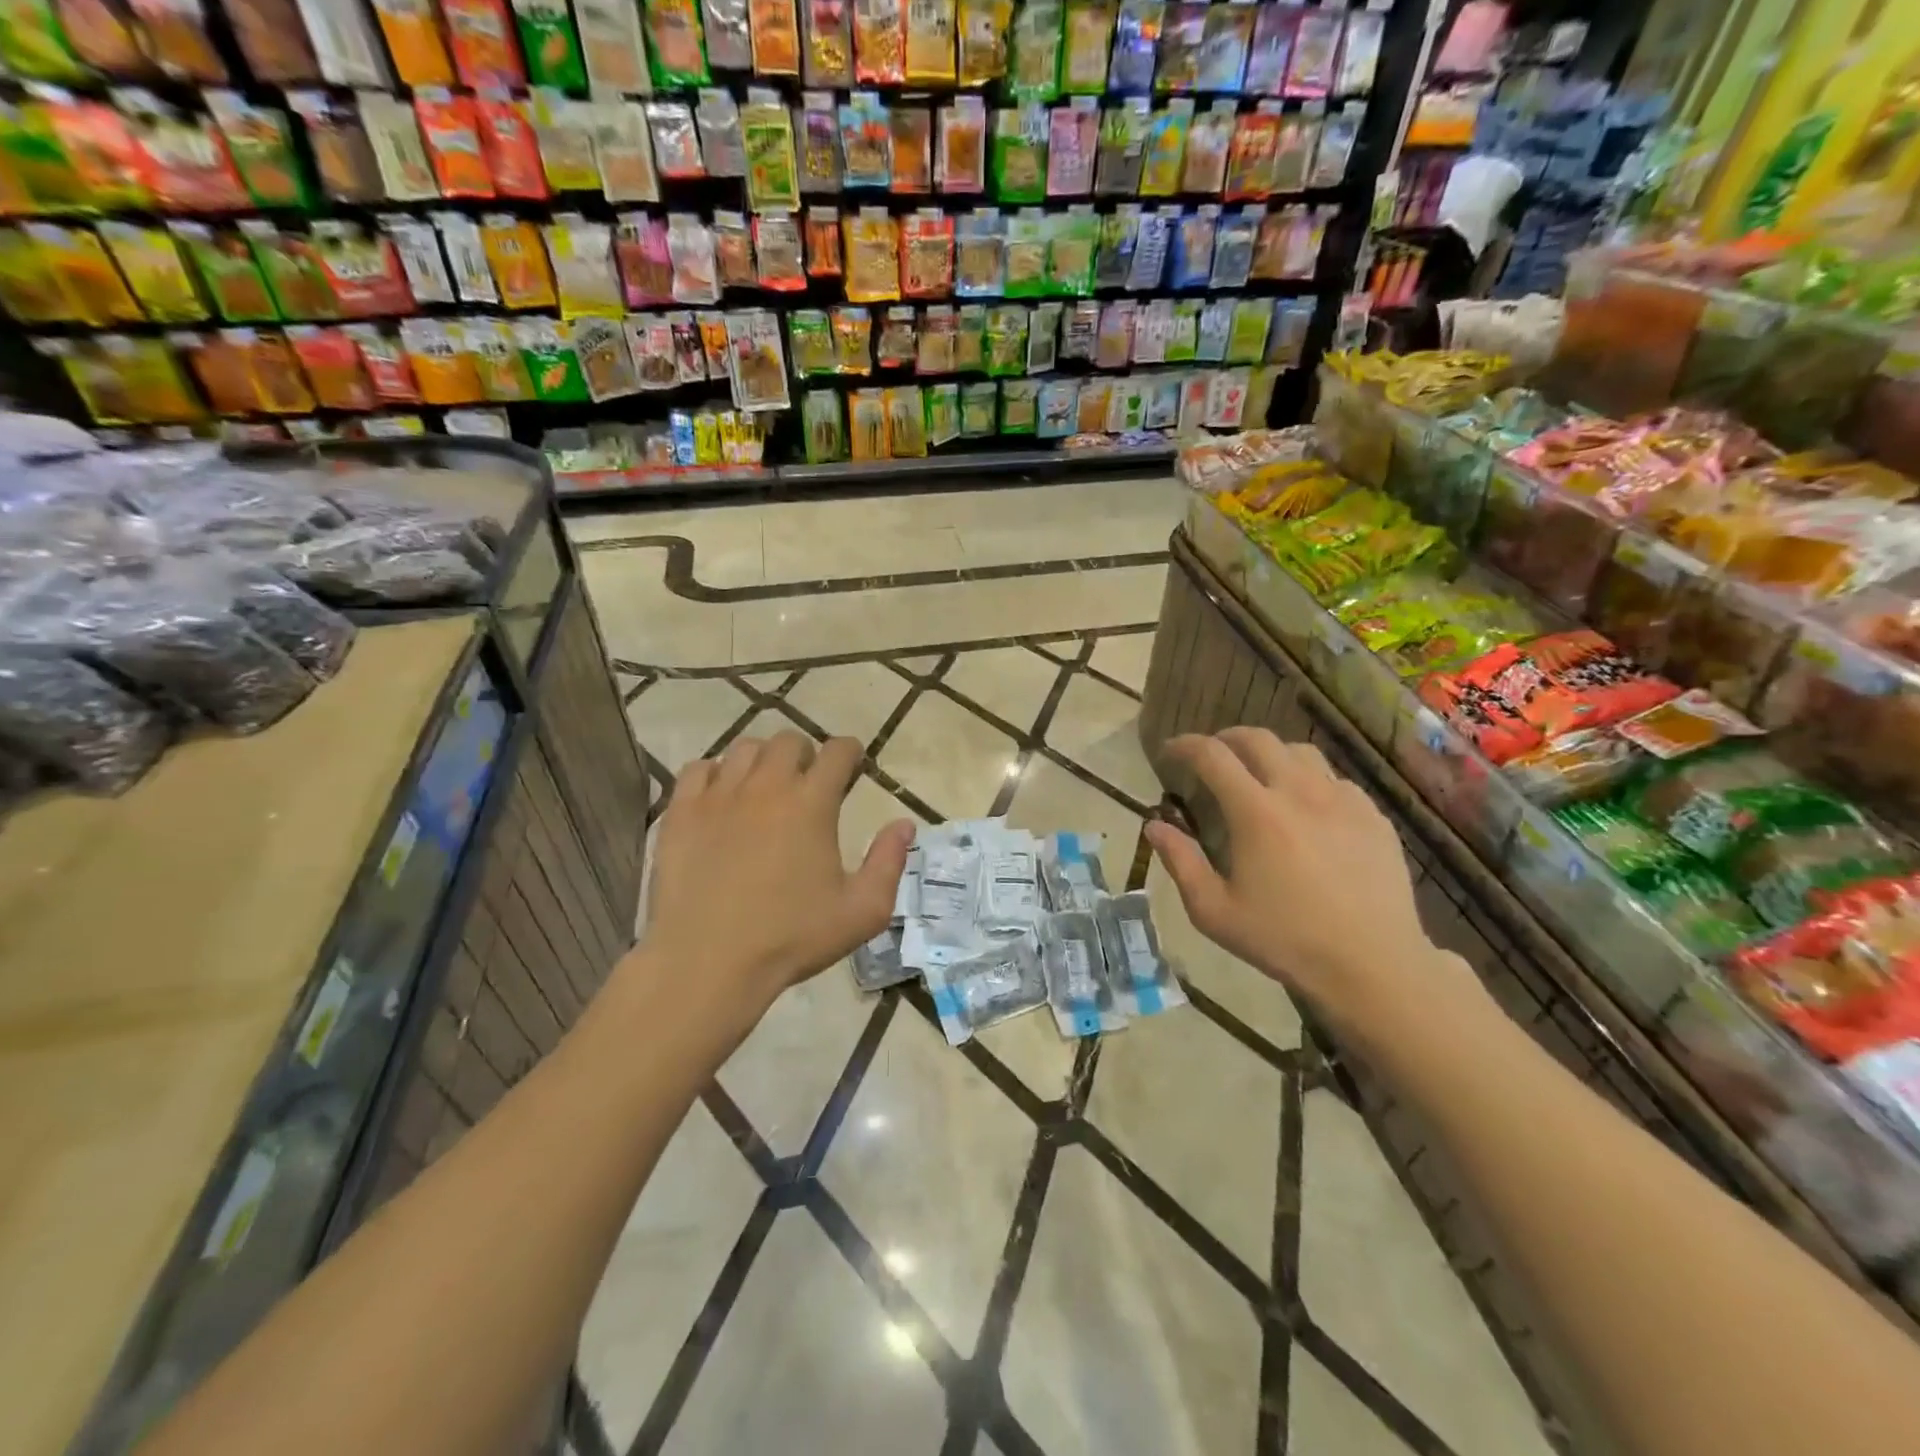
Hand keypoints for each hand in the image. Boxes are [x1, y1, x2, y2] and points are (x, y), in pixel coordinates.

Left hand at [641, 732, 914, 1013]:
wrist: (707, 962)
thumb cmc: (791, 938)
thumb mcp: (862, 911)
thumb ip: (889, 862)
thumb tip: (904, 824)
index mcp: (812, 803)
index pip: (837, 751)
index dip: (850, 753)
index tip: (852, 767)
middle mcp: (766, 786)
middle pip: (789, 740)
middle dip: (806, 754)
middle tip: (808, 782)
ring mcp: (718, 795)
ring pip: (744, 749)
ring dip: (762, 760)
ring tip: (764, 788)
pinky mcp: (681, 812)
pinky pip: (698, 769)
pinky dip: (715, 774)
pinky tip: (721, 799)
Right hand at [1145, 728, 1480, 1040]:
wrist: (1372, 966)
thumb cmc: (1283, 940)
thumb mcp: (1214, 911)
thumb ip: (1180, 862)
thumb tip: (1154, 825)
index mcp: (1256, 813)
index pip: (1212, 756)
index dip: (1185, 745)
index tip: (1169, 751)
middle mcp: (1299, 793)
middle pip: (1258, 739)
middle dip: (1226, 738)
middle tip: (1211, 755)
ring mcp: (1342, 801)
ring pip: (1301, 752)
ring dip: (1270, 754)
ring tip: (1259, 774)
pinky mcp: (1373, 817)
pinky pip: (1335, 780)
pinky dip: (1310, 780)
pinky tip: (1307, 808)